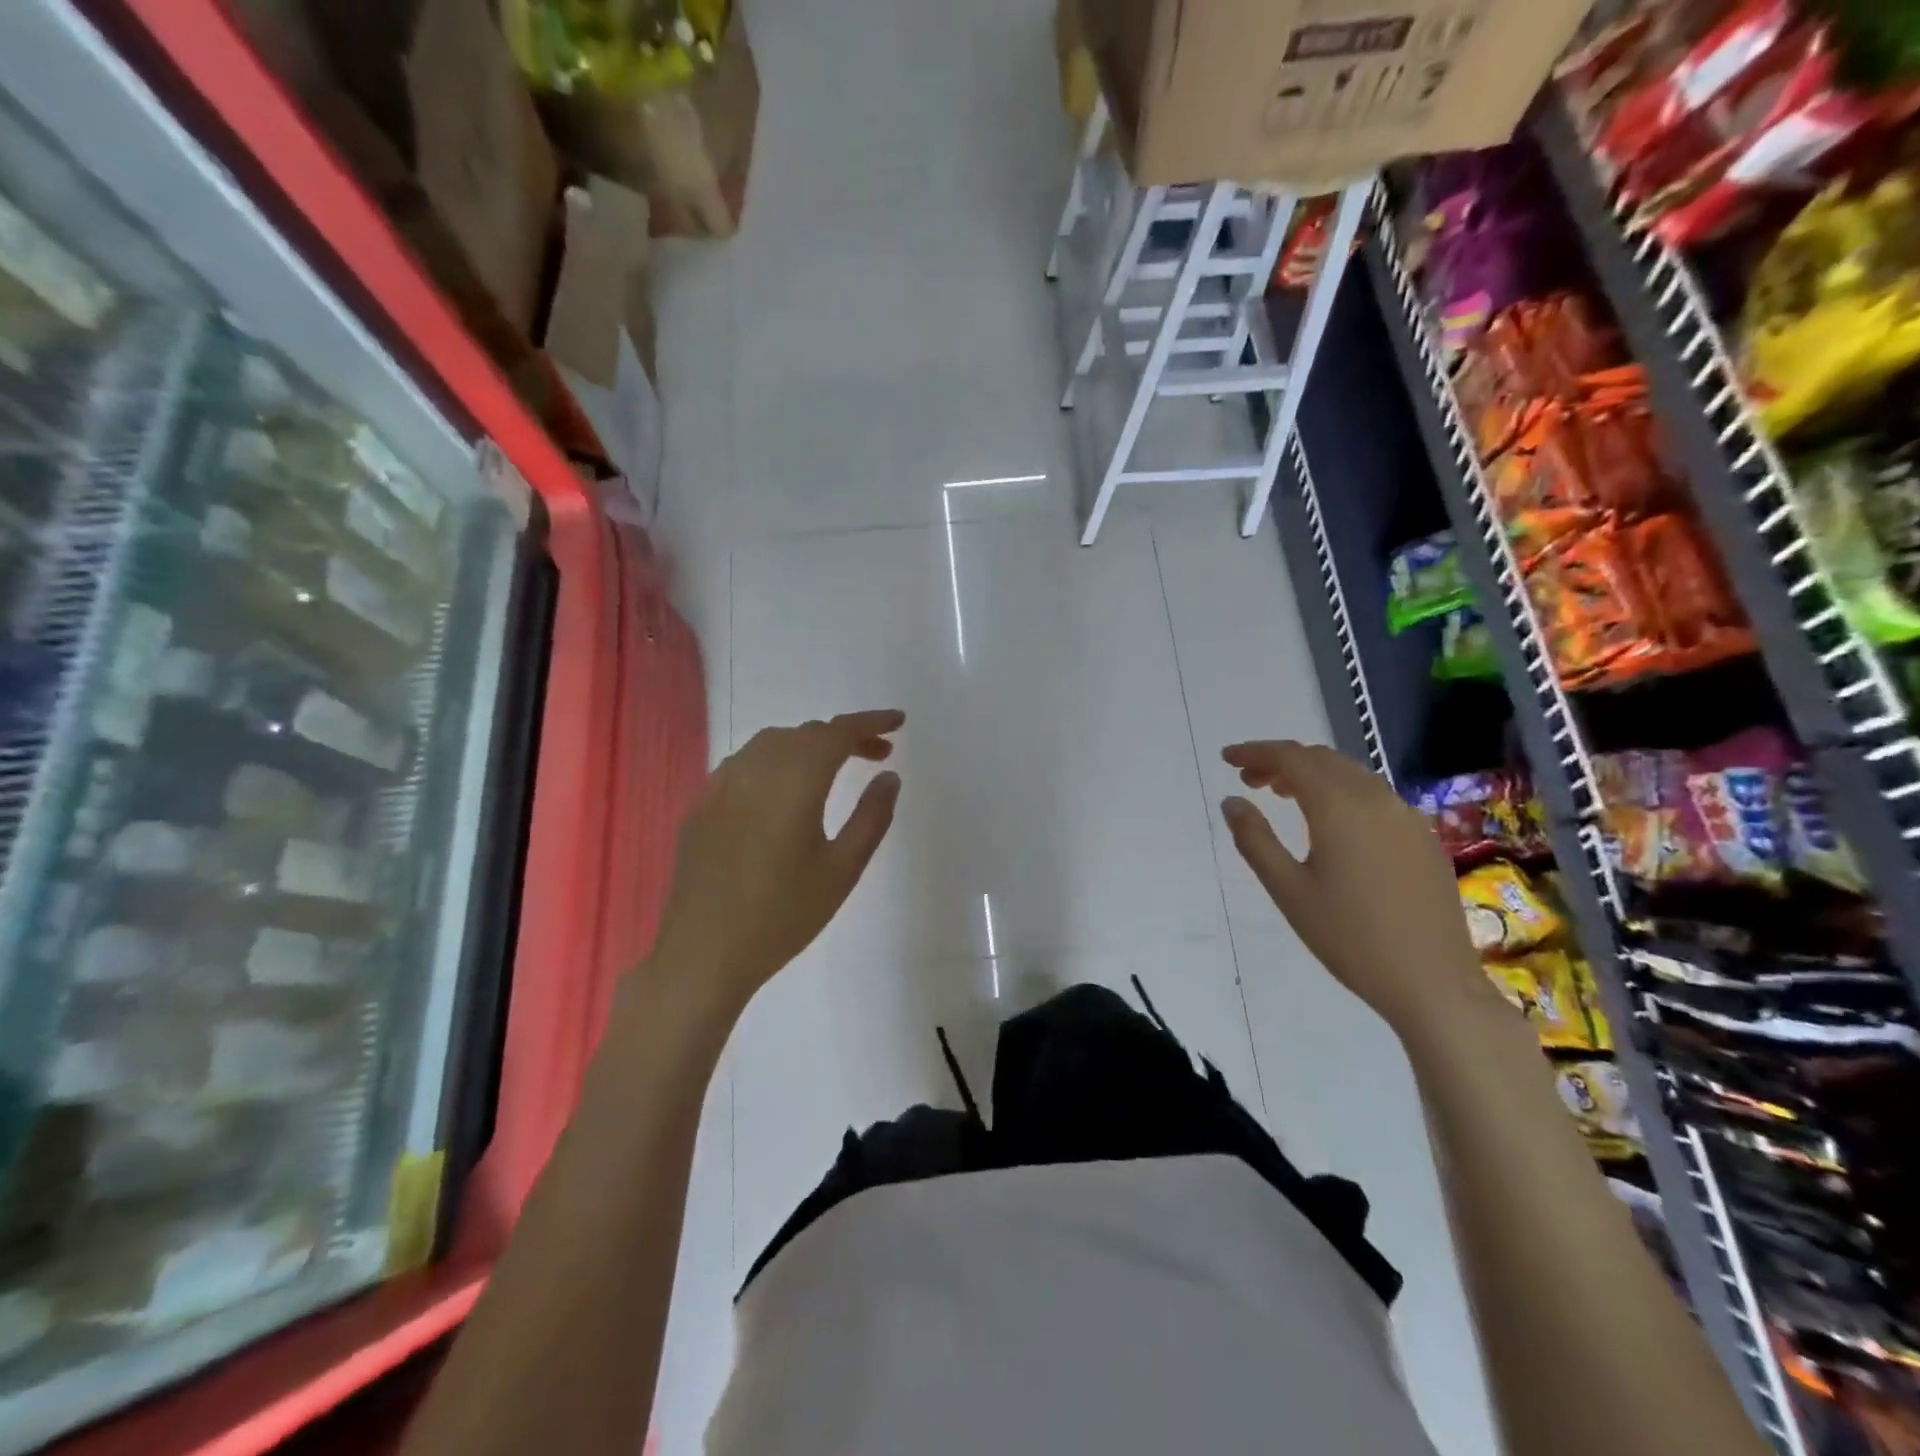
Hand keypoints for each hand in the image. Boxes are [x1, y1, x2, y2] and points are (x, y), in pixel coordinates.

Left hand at [648, 711, 903, 1022]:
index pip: (836, 732)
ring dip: (809, 745)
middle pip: (806, 734)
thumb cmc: (783, 916)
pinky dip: (776, 761)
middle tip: (879, 755)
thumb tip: (889, 776)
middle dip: (845, 736)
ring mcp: (721, 785)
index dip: (870, 721)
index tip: (898, 722)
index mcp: (793, 783)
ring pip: (772, 743)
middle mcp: (755, 770)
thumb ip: (871, 816)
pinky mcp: (702, 804)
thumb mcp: (842, 870)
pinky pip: (745, 763)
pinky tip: (784, 789)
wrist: (704, 953)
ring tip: (835, 768)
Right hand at [1220, 740, 1493, 1039]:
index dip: (1256, 752)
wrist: (1432, 982)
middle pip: (1322, 759)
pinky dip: (1341, 791)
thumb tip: (1231, 801)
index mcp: (1339, 807)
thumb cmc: (1349, 938)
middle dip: (1281, 761)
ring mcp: (1406, 817)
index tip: (1227, 758)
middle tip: (1249, 779)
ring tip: (1282, 794)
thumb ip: (1255, 840)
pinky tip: (1330, 820)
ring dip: (1312, 773)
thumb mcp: (1288, 890)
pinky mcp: (1422, 837)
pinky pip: (1374, 795)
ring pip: (1351, 774)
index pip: (1291, 759)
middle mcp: (1376, 799)